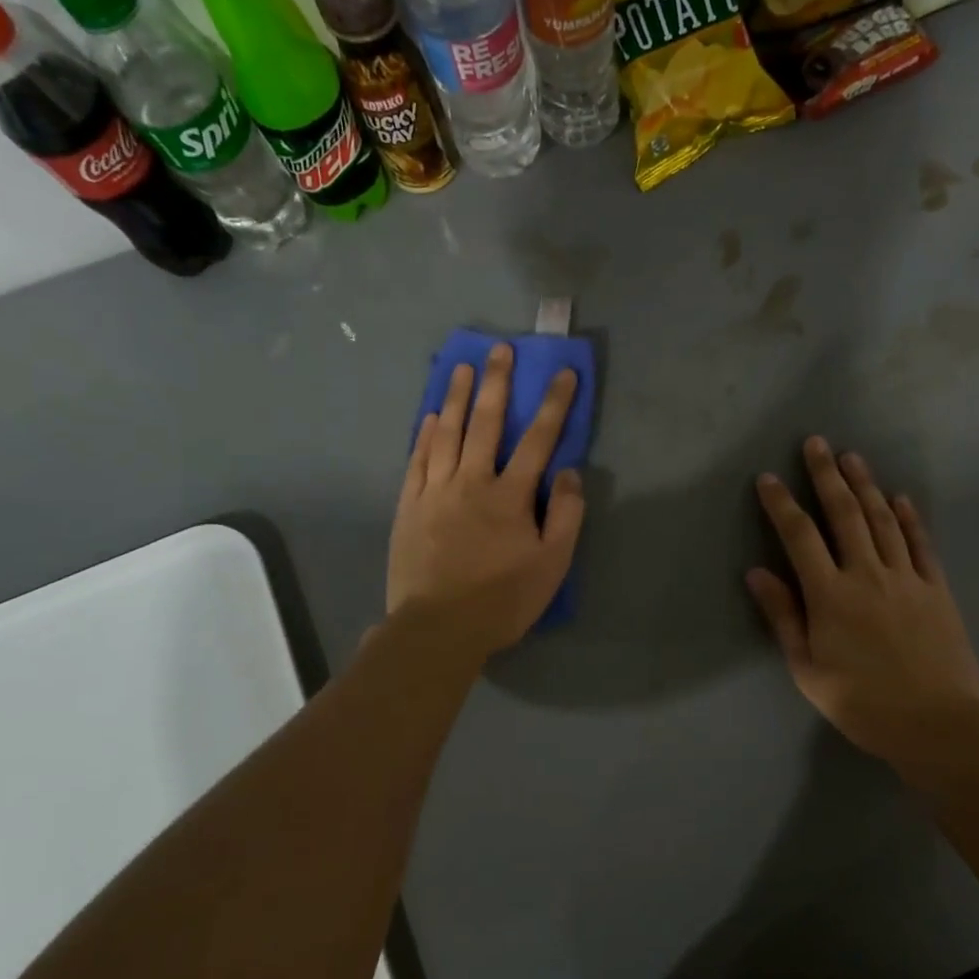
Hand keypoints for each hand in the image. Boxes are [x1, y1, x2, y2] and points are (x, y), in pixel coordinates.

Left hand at [387, 343, 583, 660]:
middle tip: (498, 349)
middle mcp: (471, 482)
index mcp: (510, 496)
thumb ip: (566, 515)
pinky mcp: (409, 506)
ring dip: (455, 397)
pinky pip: (417, 461)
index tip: (563, 373)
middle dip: (495, 383)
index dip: (553, 404)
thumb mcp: (552, 564)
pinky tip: (429, 417)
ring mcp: (435, 491)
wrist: (438, 628)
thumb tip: (569, 472)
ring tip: (461, 367)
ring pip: (446, 434)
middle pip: (485, 423)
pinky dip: (424, 436)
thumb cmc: (502, 600)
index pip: (538, 439)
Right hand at [747, 437, 978, 783]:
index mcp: (830, 595)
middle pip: (845, 514)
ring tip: (852, 457)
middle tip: (816, 443)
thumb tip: (756, 572)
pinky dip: (910, 517)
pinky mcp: (936, 589)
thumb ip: (783, 616)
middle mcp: (867, 574)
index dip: (782, 504)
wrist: (937, 725)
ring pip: (883, 519)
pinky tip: (901, 497)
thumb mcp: (807, 669)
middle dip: (827, 475)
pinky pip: (920, 544)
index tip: (769, 478)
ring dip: (866, 485)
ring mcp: (906, 578)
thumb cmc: (862, 702)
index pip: (800, 537)